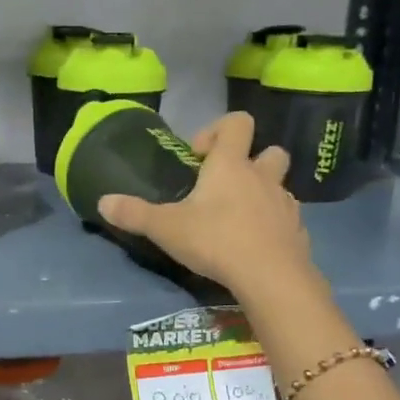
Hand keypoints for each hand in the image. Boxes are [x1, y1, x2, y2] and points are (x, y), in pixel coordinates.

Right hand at [97, 111, 314, 298]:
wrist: (271, 276)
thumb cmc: (216, 240)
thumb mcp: (166, 228)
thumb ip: (134, 214)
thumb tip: (103, 201)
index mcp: (231, 165)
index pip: (237, 122)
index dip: (218, 129)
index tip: (199, 155)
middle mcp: (262, 177)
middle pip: (270, 151)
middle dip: (251, 161)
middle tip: (226, 186)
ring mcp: (284, 204)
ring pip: (279, 186)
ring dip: (262, 194)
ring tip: (238, 219)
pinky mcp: (297, 231)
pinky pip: (286, 218)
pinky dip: (272, 224)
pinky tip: (254, 244)